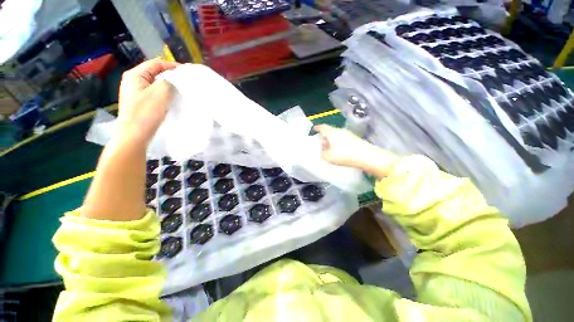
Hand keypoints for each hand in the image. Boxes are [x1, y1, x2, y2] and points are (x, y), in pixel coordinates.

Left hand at [117, 58, 179, 145]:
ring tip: (181, 90)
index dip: (172, 65)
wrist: (135, 134)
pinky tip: (172, 99)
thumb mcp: (161, 92)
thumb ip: (169, 81)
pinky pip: (155, 94)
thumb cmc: (146, 112)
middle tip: (186, 81)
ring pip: (156, 84)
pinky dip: (165, 94)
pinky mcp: (140, 103)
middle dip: (171, 76)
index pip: (156, 63)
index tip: (188, 71)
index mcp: (135, 75)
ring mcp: (135, 93)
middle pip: (155, 73)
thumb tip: (173, 81)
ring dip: (169, 86)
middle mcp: (133, 81)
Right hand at [314, 124, 398, 177]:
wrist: (367, 156)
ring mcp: (348, 134)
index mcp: (332, 132)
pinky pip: (342, 138)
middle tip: (321, 143)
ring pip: (336, 134)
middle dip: (324, 136)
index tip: (314, 129)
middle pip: (329, 130)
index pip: (322, 127)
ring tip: (330, 148)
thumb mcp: (328, 157)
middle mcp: (339, 131)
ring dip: (332, 140)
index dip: (317, 128)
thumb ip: (322, 153)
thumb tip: (323, 149)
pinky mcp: (354, 138)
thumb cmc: (345, 155)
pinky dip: (338, 142)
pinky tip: (339, 150)